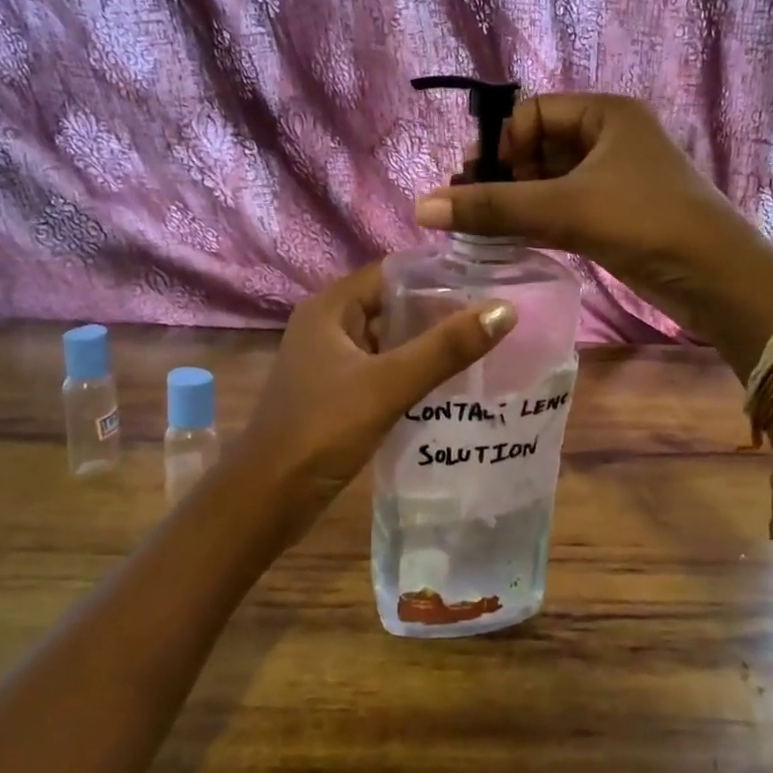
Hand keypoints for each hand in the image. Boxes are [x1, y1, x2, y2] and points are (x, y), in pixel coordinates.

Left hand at [237, 261, 515, 511]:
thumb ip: (445, 348)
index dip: (439, 276)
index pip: (393, 273)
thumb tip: (505, 309)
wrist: (268, 499)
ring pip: (390, 341)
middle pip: (394, 306)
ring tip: (484, 348)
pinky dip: (413, 373)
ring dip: (429, 345)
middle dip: (440, 313)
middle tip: (495, 320)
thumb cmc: (321, 430)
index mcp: (330, 307)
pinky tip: (450, 386)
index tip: (488, 285)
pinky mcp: (338, 394)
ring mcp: (331, 362)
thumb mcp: (388, 384)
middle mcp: (328, 326)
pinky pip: (383, 370)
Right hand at [414, 94, 772, 336]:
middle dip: (502, 176)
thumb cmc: (646, 222)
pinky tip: (505, 241)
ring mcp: (613, 181)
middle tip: (467, 206)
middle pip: (538, 148)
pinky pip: (562, 210)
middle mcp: (610, 140)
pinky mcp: (614, 218)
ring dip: (514, 203)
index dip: (500, 142)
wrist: (718, 279)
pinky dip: (534, 222)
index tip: (471, 179)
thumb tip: (422, 206)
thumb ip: (493, 208)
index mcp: (606, 115)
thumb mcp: (565, 208)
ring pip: (549, 183)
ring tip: (476, 227)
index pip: (533, 112)